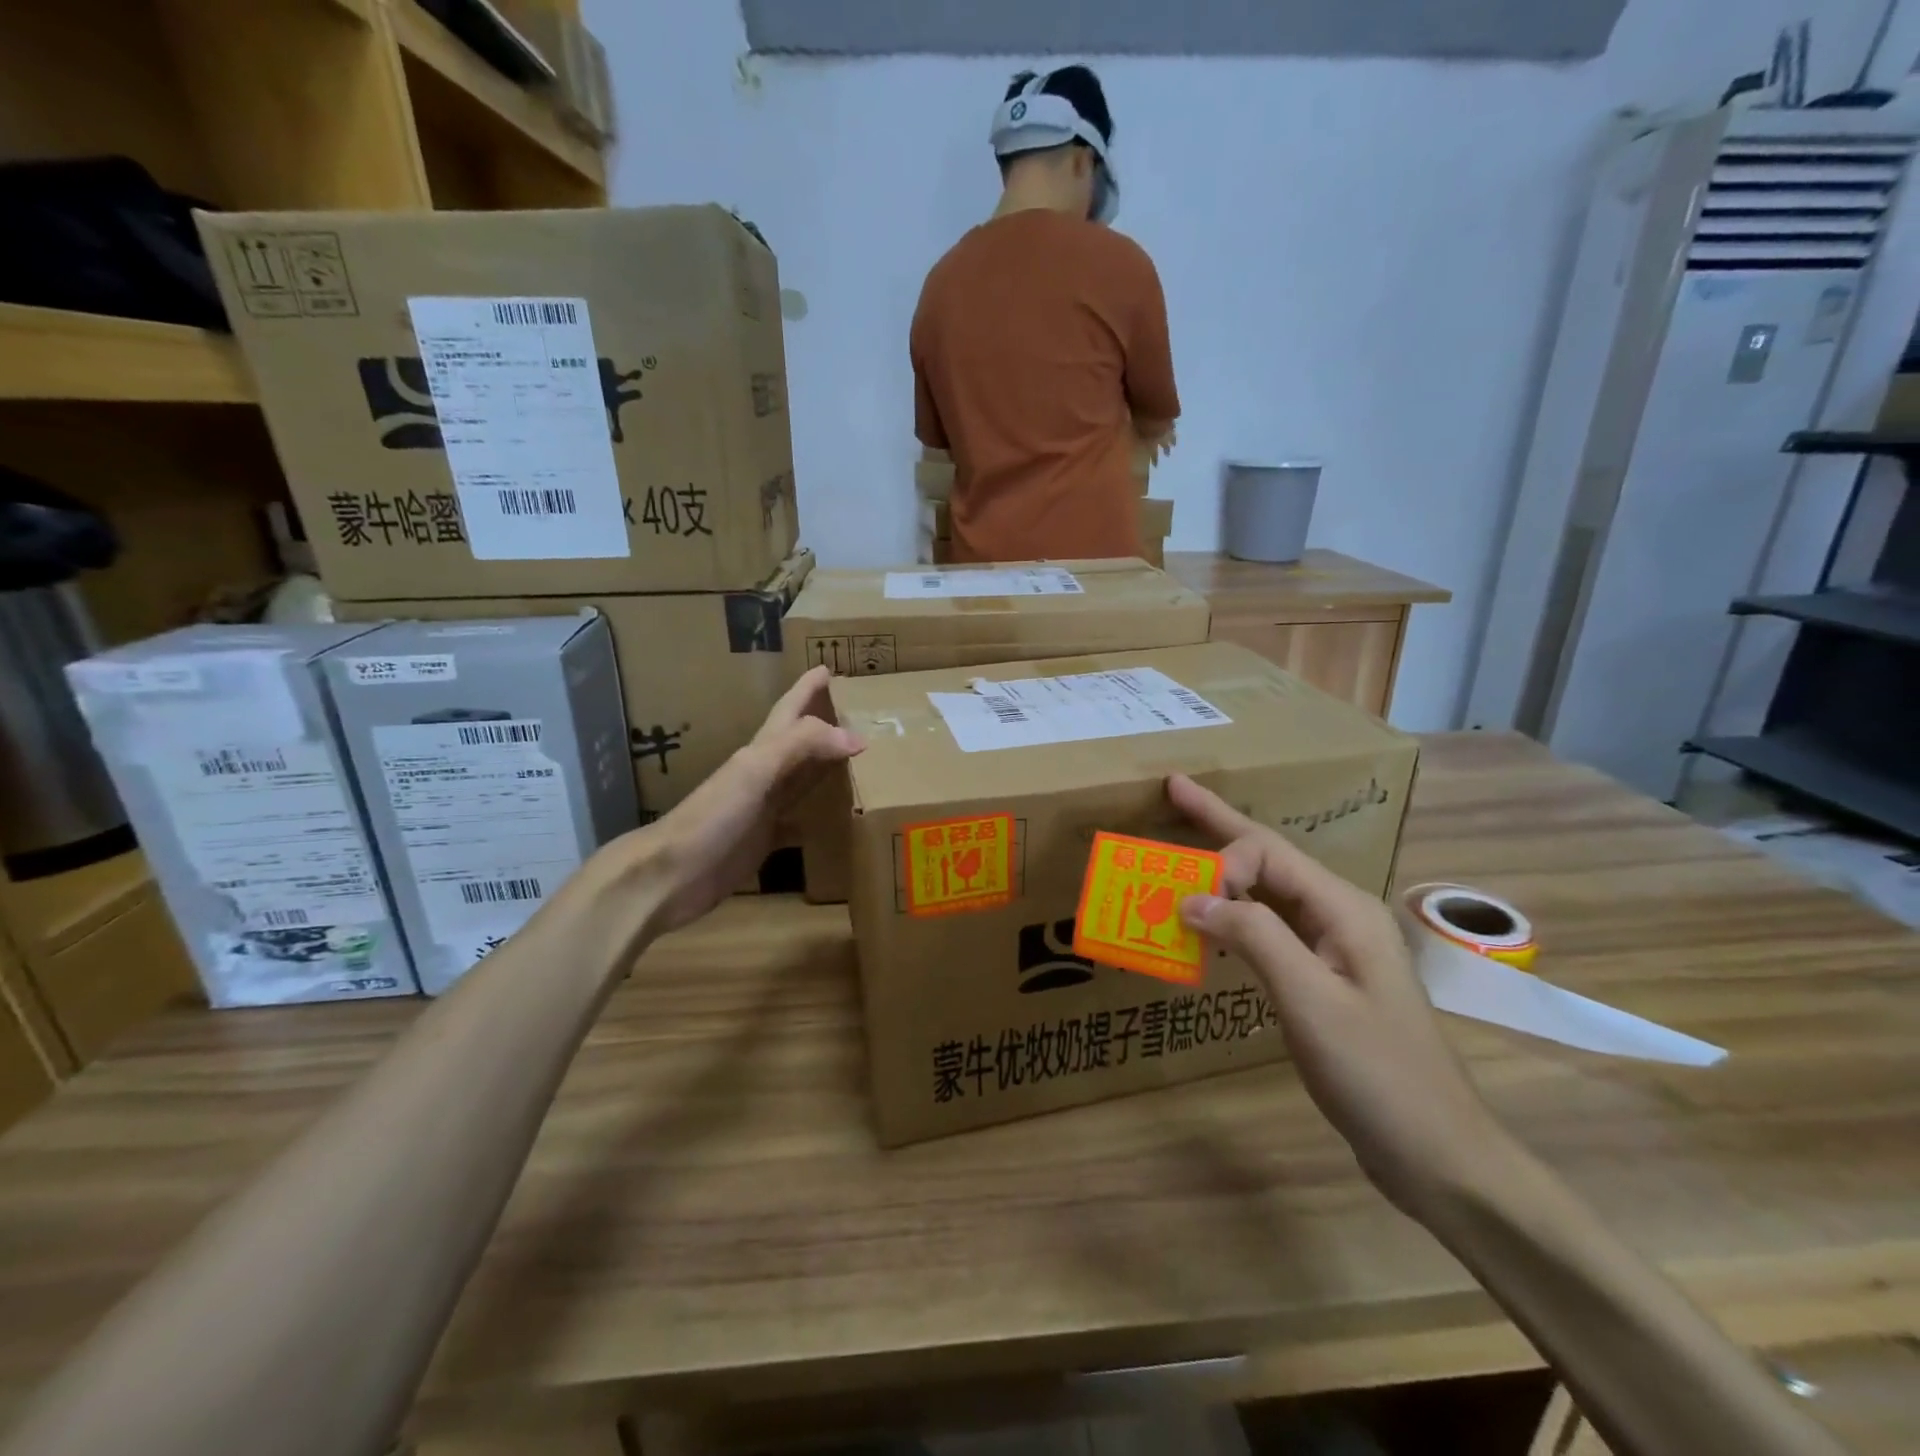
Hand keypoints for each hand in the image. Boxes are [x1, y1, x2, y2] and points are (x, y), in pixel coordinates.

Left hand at [631, 666, 861, 933]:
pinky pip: (797, 820)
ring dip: (824, 766)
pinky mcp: (763, 840)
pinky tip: (832, 821)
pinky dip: (816, 815)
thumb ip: (803, 746)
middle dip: (823, 723)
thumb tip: (856, 738)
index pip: (790, 712)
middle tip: (854, 712)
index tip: (828, 669)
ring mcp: (762, 808)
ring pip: (801, 778)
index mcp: (761, 751)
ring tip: (854, 760)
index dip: (807, 689)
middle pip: (800, 741)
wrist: (671, 875)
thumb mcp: (756, 771)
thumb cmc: (712, 817)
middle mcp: (764, 774)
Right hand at [1167, 774, 1514, 1215]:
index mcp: (1343, 908)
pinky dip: (1232, 917)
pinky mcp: (1322, 978)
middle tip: (1174, 790)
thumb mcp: (1312, 1001)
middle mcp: (1338, 914)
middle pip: (1268, 857)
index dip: (1221, 863)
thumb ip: (1253, 937)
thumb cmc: (1377, 1074)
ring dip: (1222, 872)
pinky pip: (1267, 930)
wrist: (1436, 1154)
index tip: (1187, 907)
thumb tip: (1191, 897)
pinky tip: (1209, 922)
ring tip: (1179, 852)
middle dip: (1219, 824)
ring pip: (1266, 892)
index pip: (1269, 853)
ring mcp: (1332, 947)